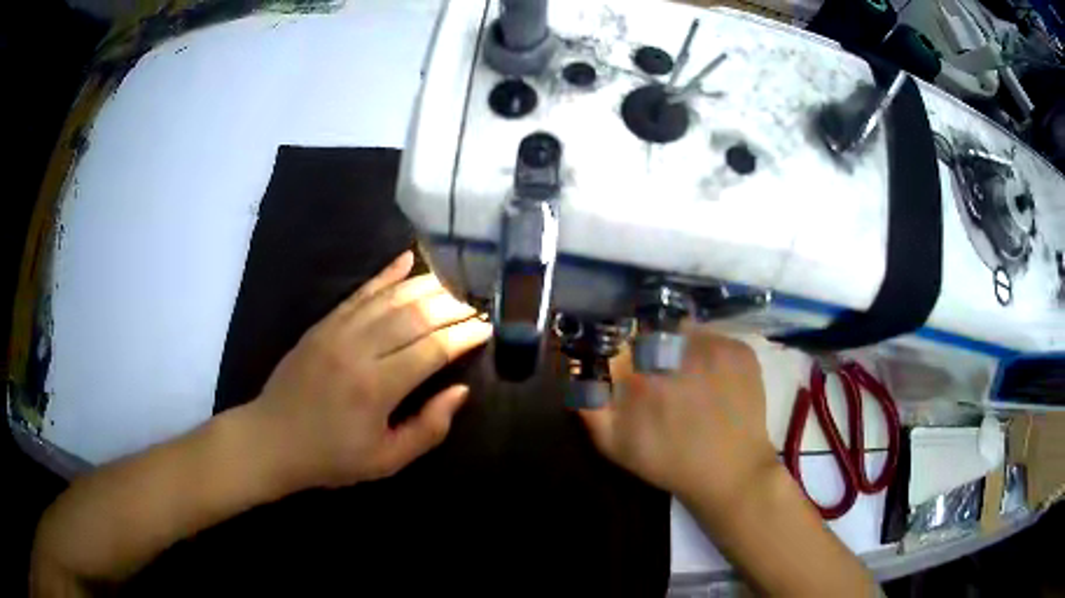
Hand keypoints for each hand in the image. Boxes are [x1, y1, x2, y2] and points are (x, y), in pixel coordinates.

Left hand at [249, 251, 491, 489]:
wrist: (272, 439)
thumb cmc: (331, 457)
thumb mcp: (386, 460)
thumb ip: (428, 428)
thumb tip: (461, 391)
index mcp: (376, 387)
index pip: (432, 349)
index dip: (463, 336)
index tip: (487, 327)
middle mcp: (358, 350)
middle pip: (414, 316)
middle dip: (451, 306)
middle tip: (477, 302)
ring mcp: (337, 331)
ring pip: (390, 298)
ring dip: (426, 286)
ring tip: (455, 281)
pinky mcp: (323, 324)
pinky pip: (359, 292)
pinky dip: (385, 275)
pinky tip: (406, 259)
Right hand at [580, 326, 777, 505]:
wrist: (731, 472)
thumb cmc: (671, 462)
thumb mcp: (616, 446)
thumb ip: (590, 406)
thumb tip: (578, 371)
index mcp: (641, 376)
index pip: (623, 341)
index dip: (626, 353)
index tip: (633, 369)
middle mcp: (676, 353)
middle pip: (655, 331)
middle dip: (654, 347)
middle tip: (663, 373)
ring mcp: (713, 348)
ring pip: (686, 330)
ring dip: (682, 345)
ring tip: (690, 374)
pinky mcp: (740, 351)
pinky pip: (716, 338)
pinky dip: (711, 351)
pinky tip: (714, 378)